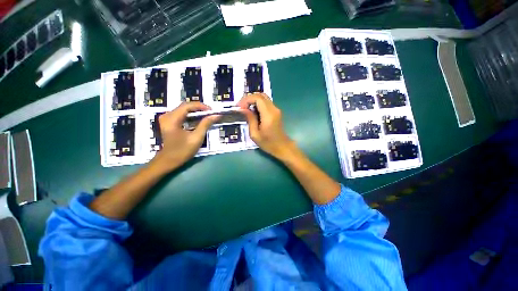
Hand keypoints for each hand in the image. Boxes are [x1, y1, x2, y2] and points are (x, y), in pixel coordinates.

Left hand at [151, 102, 218, 170]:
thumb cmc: (183, 150)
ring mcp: (166, 118)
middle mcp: (167, 115)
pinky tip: (198, 119)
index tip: (212, 110)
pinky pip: (181, 114)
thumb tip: (216, 115)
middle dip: (199, 108)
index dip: (201, 106)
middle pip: (185, 106)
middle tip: (211, 113)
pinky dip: (191, 115)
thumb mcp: (196, 137)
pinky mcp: (168, 122)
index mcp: (172, 119)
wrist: (169, 160)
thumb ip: (206, 124)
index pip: (187, 106)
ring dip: (196, 111)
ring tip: (207, 116)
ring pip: (183, 109)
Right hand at [237, 93, 293, 158]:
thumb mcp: (255, 134)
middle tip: (241, 107)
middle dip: (249, 98)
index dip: (247, 99)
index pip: (258, 98)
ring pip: (263, 97)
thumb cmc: (268, 143)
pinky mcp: (276, 111)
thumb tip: (243, 109)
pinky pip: (266, 102)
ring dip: (253, 100)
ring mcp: (276, 110)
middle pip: (261, 95)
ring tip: (245, 109)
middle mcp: (274, 109)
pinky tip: (252, 111)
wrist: (282, 146)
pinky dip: (257, 104)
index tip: (239, 107)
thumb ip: (250, 119)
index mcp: (268, 115)